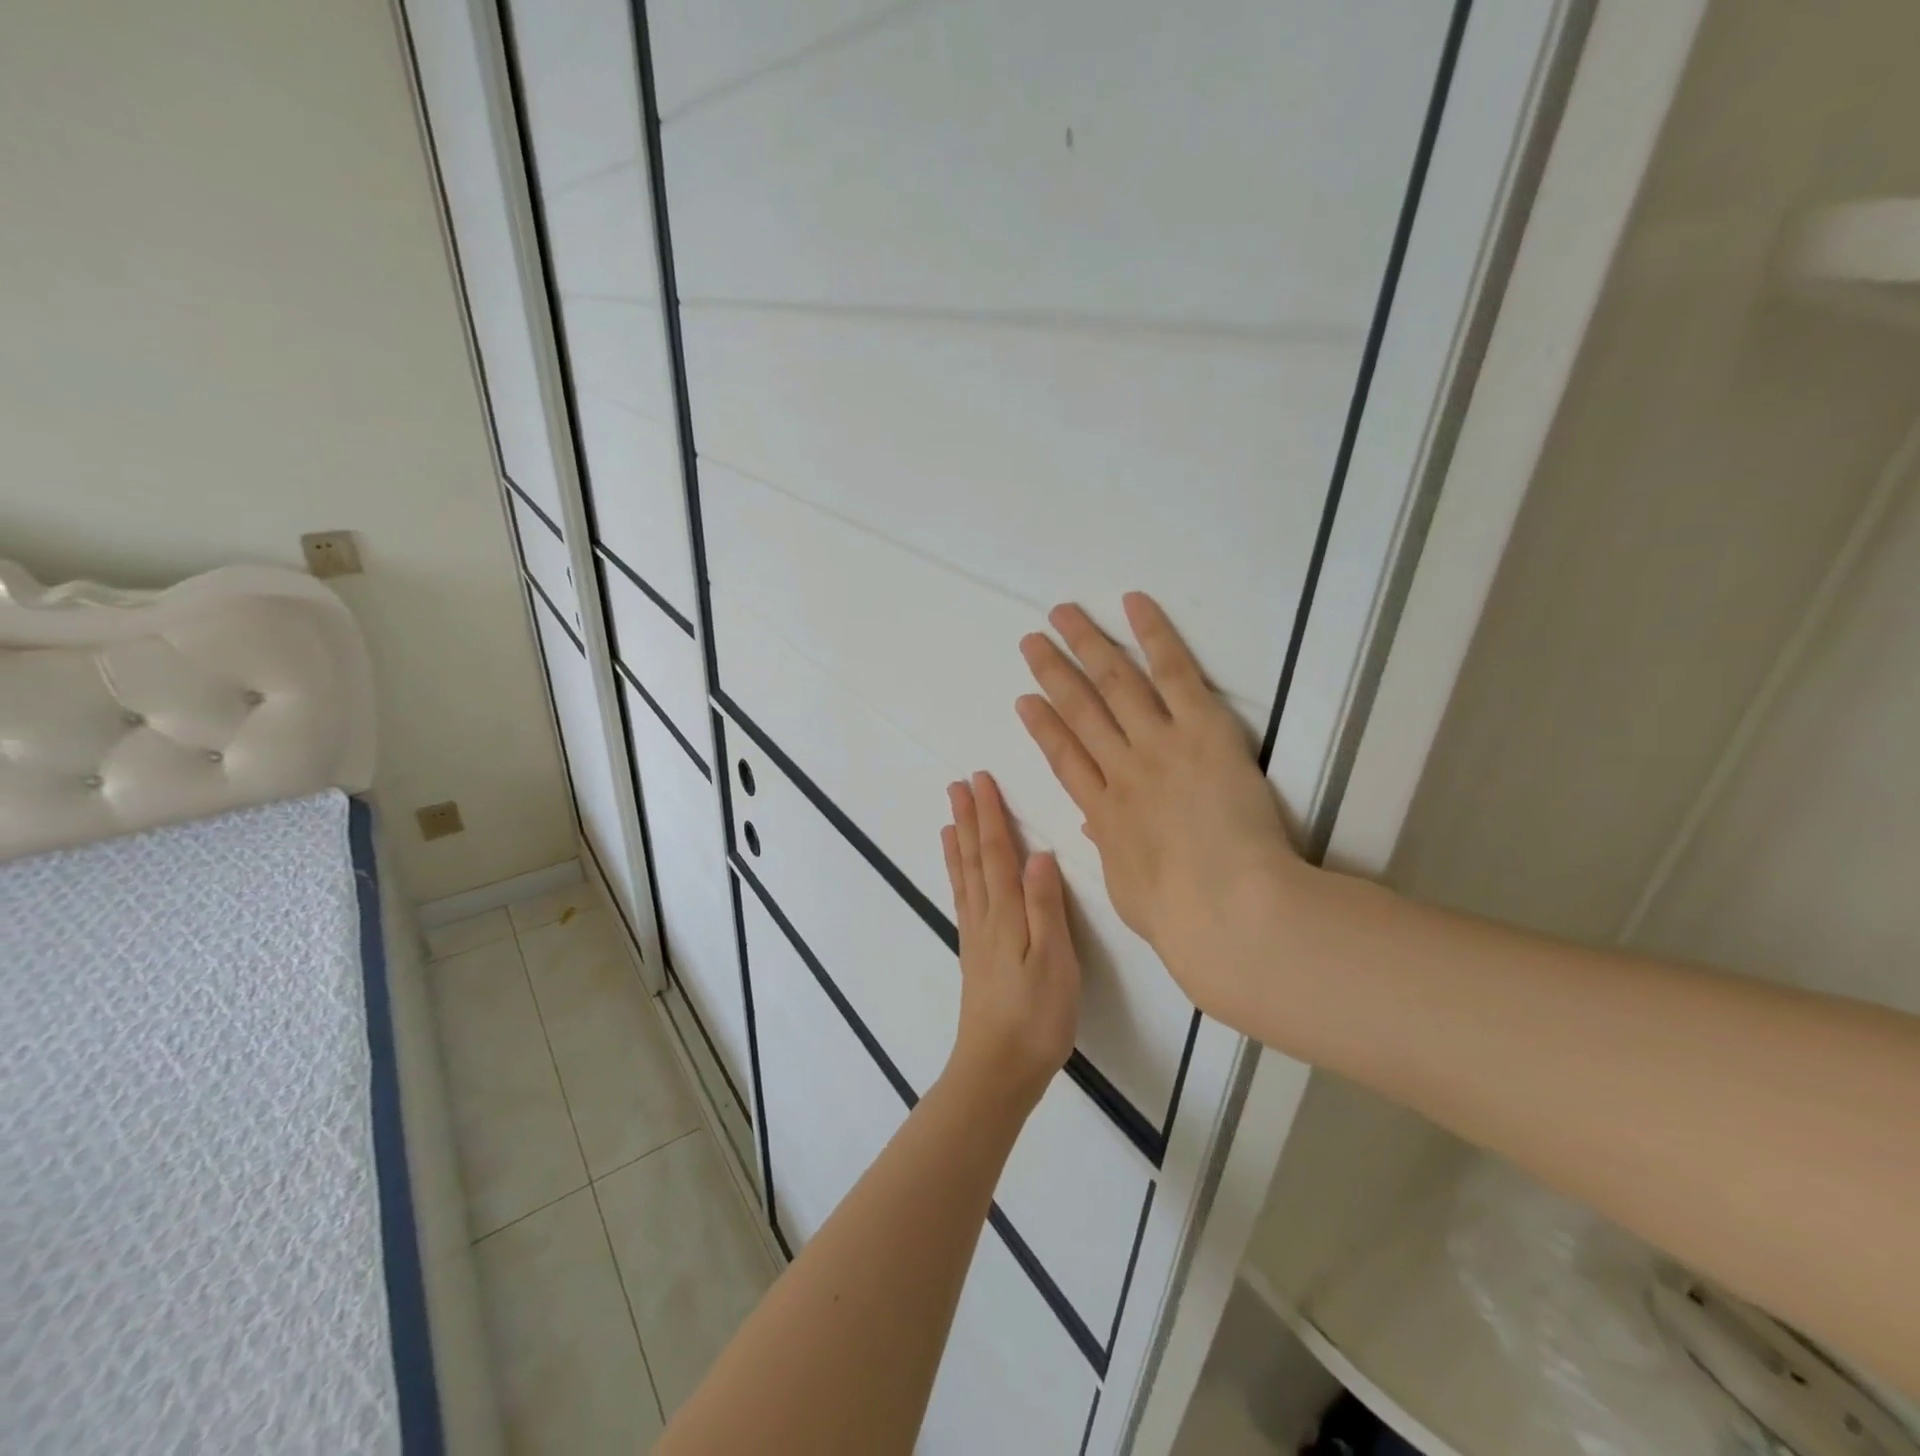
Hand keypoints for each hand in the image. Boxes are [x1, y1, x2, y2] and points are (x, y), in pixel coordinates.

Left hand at [941, 772, 1081, 1110]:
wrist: (997, 1069)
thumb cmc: (1036, 1016)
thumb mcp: (1054, 961)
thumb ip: (1046, 907)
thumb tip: (1039, 854)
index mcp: (1007, 914)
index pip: (997, 853)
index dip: (990, 815)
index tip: (980, 780)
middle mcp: (986, 918)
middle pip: (974, 858)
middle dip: (969, 819)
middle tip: (957, 785)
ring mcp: (976, 937)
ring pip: (964, 877)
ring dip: (957, 843)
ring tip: (948, 818)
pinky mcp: (974, 955)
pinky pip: (963, 900)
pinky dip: (957, 877)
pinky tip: (958, 874)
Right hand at [1015, 592, 1301, 1020]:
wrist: (1229, 910)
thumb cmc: (1181, 917)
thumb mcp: (1131, 891)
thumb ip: (1112, 851)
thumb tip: (1097, 826)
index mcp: (1104, 813)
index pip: (1065, 759)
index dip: (1043, 726)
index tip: (1025, 701)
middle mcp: (1122, 769)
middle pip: (1080, 711)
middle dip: (1053, 673)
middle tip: (1032, 642)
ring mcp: (1159, 745)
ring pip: (1114, 684)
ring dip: (1086, 645)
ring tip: (1062, 615)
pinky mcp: (1202, 729)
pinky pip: (1174, 673)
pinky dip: (1153, 635)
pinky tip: (1132, 604)